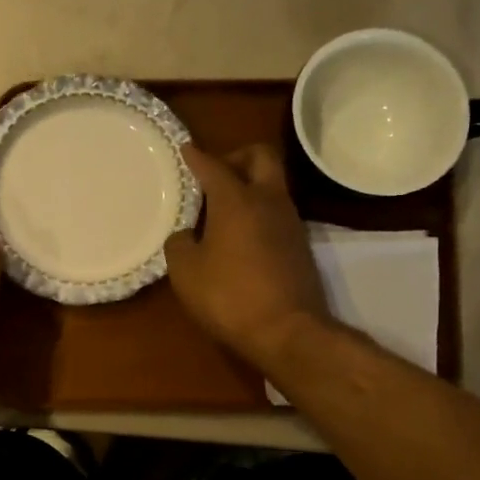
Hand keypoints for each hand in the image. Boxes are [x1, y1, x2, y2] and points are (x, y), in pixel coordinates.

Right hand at [165, 144, 332, 370]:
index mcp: (236, 200)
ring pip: (272, 184)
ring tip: (222, 208)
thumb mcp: (186, 272)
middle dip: (236, 156)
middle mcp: (268, 201)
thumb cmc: (229, 296)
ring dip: (249, 185)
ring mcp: (290, 222)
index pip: (214, 166)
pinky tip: (239, 234)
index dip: (196, 156)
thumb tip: (187, 234)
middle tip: (214, 175)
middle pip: (260, 157)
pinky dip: (258, 210)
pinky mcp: (300, 245)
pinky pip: (277, 211)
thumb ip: (180, 244)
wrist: (287, 330)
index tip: (185, 149)